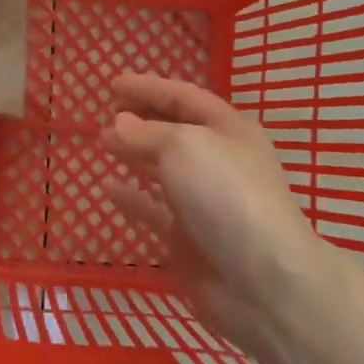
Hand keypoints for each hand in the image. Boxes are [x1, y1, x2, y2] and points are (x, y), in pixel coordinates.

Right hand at [101, 74, 329, 355]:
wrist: (260, 280)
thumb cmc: (225, 194)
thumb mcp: (183, 146)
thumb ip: (146, 132)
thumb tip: (119, 123)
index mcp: (228, 129)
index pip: (183, 97)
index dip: (148, 87)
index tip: (112, 83)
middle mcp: (219, 161)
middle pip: (175, 130)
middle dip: (142, 119)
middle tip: (107, 112)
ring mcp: (205, 201)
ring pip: (164, 168)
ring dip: (135, 153)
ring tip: (103, 142)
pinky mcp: (190, 238)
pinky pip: (155, 209)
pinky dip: (132, 197)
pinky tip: (108, 187)